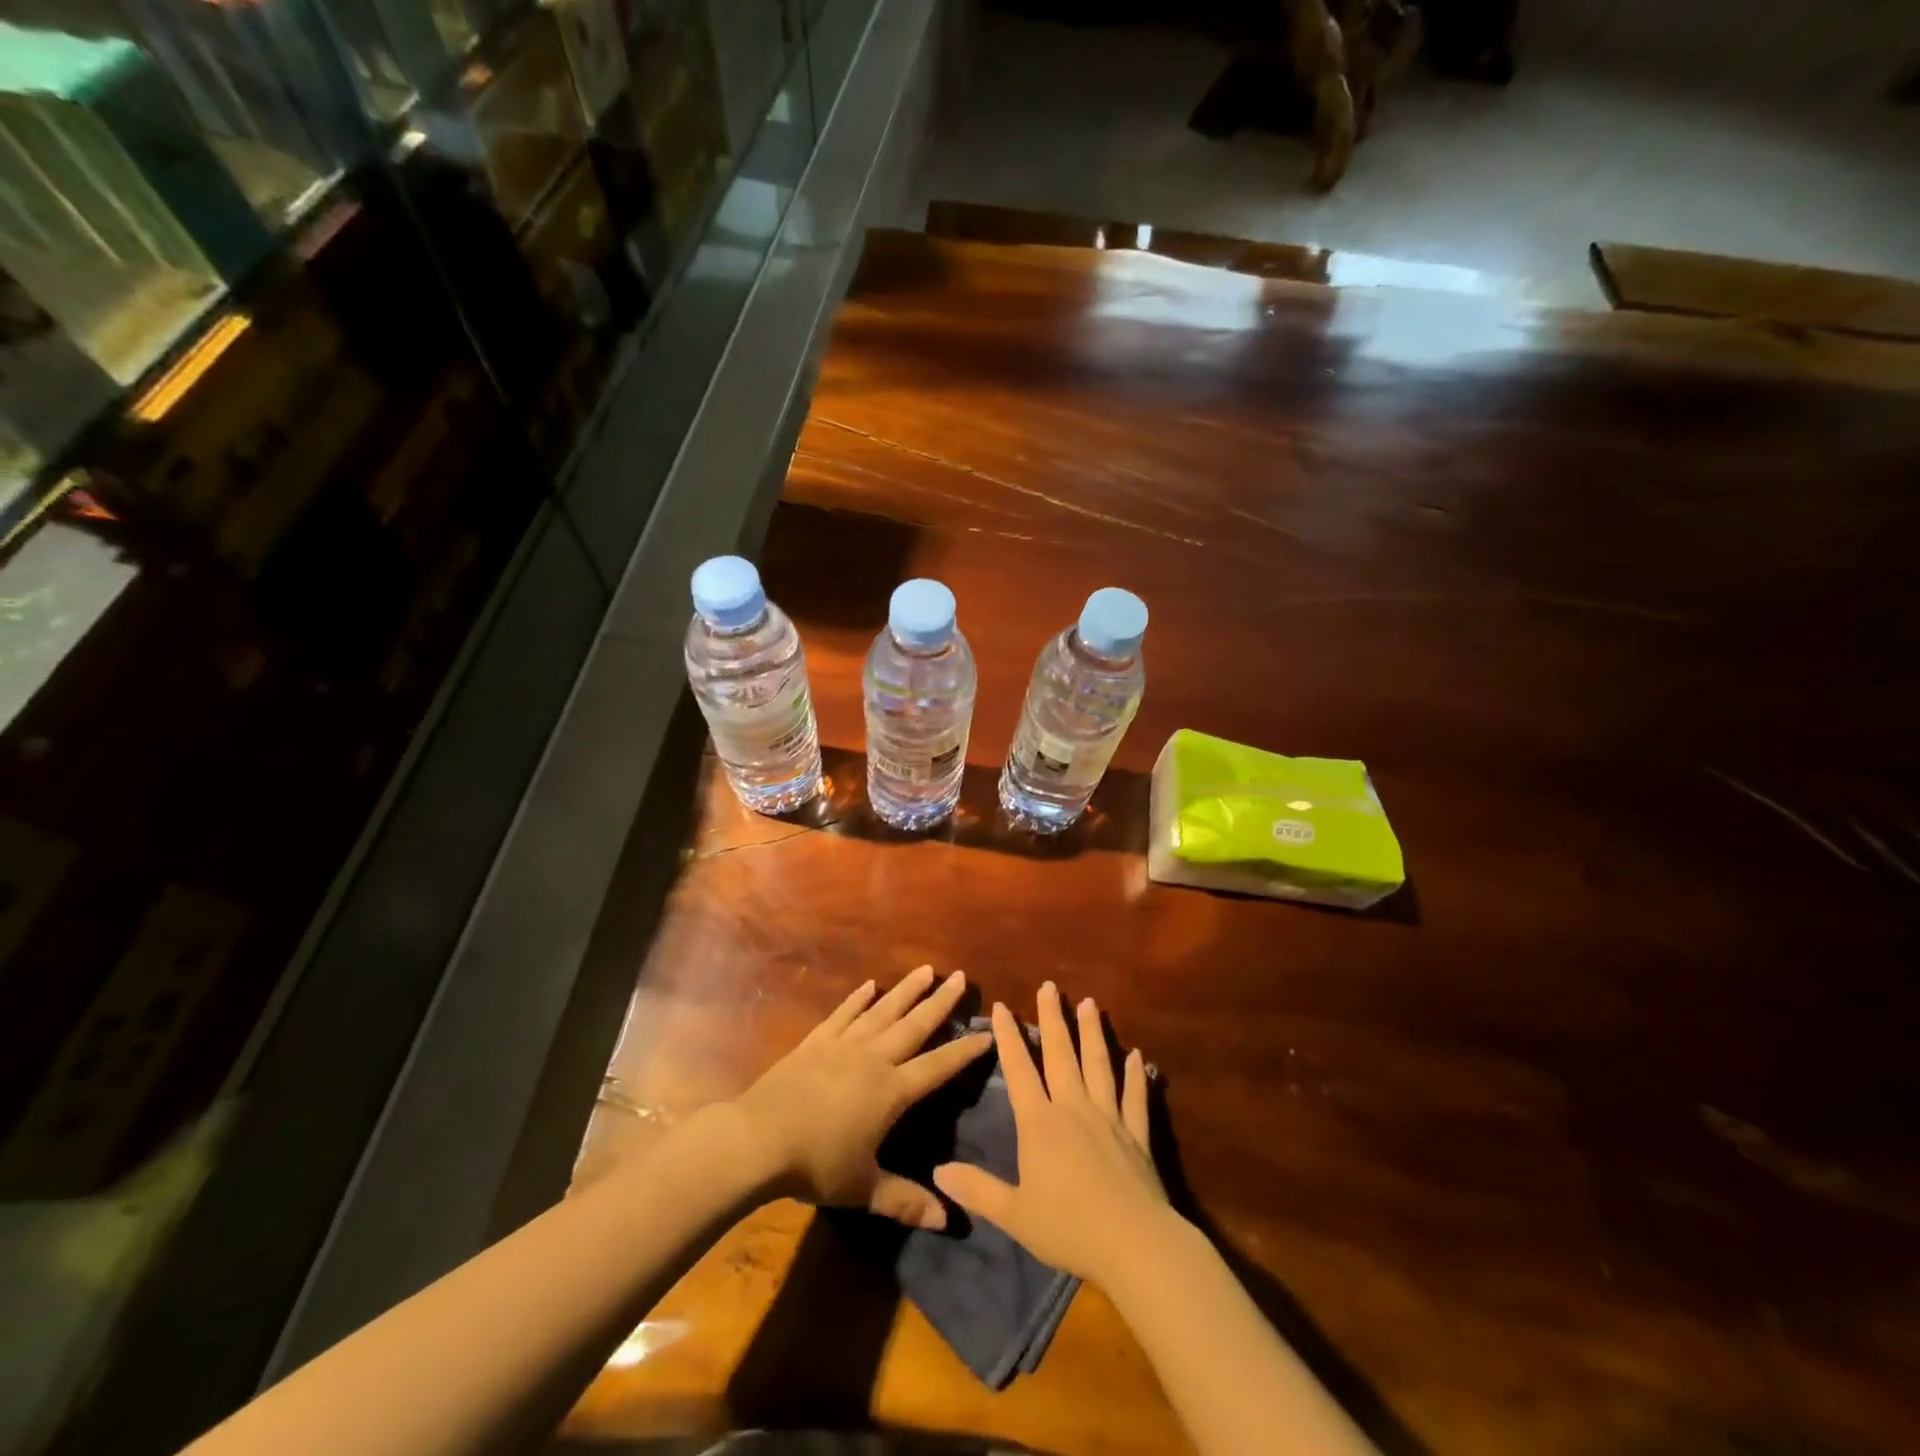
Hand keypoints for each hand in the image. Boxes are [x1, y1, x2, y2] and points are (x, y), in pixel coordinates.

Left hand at [733, 965, 990, 1229]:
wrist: (760, 1138)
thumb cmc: (816, 1164)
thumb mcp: (864, 1188)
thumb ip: (905, 1200)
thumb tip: (947, 1220)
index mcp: (891, 1091)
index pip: (937, 1067)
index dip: (964, 1051)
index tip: (988, 1033)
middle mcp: (873, 1059)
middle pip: (914, 1025)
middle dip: (940, 1002)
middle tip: (961, 977)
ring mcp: (843, 1045)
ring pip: (882, 1011)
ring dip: (906, 990)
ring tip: (926, 970)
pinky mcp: (816, 1041)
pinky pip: (843, 1014)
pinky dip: (857, 998)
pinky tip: (869, 985)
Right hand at [932, 983, 1173, 1286]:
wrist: (1133, 1244)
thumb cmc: (1068, 1228)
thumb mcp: (1014, 1214)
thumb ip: (977, 1189)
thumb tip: (938, 1171)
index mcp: (1040, 1123)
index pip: (1019, 1070)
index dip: (1009, 1037)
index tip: (1001, 1006)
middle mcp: (1073, 1108)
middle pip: (1061, 1054)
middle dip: (1053, 1018)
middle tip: (1050, 986)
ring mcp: (1108, 1117)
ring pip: (1098, 1064)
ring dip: (1093, 1032)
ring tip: (1089, 1003)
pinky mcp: (1136, 1134)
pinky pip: (1135, 1097)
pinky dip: (1136, 1076)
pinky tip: (1137, 1056)